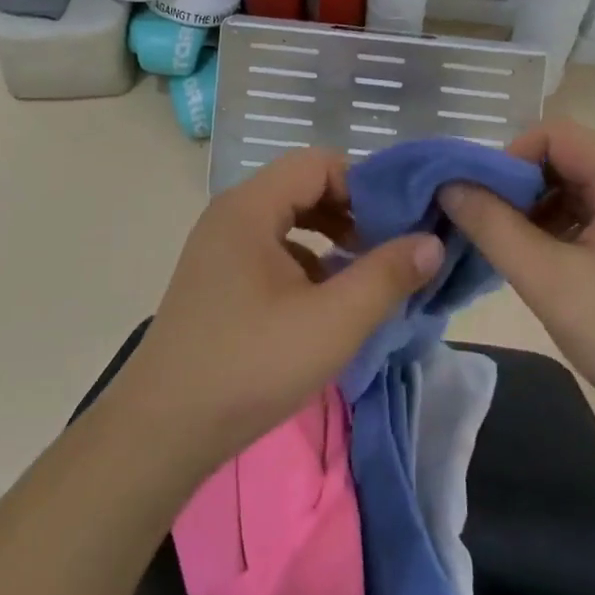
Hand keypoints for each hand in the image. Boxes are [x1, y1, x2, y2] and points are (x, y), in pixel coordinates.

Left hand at [104, 149, 444, 474]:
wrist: (162, 431)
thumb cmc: (250, 365)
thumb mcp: (332, 322)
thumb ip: (386, 276)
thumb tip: (432, 241)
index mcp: (250, 206)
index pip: (319, 163)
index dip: (364, 184)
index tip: (400, 221)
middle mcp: (232, 214)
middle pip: (302, 186)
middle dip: (351, 210)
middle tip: (388, 245)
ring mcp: (220, 247)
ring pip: (287, 219)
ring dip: (330, 236)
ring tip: (364, 271)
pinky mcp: (217, 279)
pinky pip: (270, 248)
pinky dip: (305, 261)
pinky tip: (325, 300)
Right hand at [438, 120, 594, 448]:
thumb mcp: (549, 281)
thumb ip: (492, 227)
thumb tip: (449, 185)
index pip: (553, 134)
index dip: (509, 158)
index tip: (483, 203)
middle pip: (564, 161)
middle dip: (519, 189)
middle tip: (491, 233)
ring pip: (576, 194)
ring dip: (537, 215)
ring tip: (514, 258)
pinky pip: (594, 222)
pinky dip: (561, 236)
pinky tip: (547, 274)